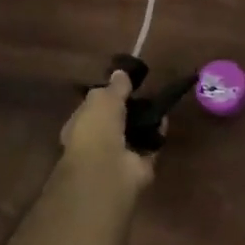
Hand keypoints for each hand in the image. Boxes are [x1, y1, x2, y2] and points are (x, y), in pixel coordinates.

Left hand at [59, 71, 155, 191]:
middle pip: (115, 122)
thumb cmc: (95, 130)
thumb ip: (114, 87)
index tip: (123, 83)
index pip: (92, 108)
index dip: (106, 96)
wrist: (108, 171)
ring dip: (144, 121)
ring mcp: (117, 156)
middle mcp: (96, 142)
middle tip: (143, 91)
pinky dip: (158, 133)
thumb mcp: (102, 99)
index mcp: (79, 126)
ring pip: (133, 135)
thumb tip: (121, 73)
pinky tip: (164, 117)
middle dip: (128, 109)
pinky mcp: (138, 167)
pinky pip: (150, 146)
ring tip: (157, 102)